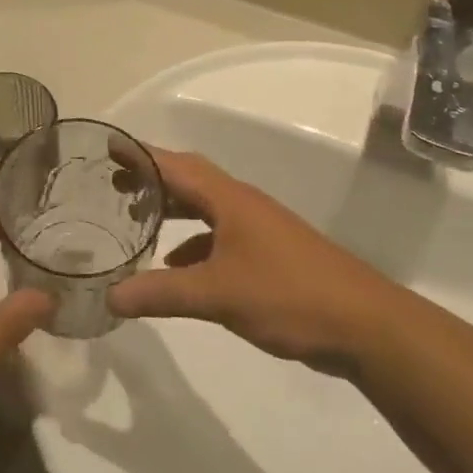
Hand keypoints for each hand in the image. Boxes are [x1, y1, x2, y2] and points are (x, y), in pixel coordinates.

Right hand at [106, 148, 386, 369]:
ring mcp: (259, 230)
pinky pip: (219, 237)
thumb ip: (161, 293)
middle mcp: (243, 206)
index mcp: (230, 200)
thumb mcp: (218, 295)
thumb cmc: (289, 295)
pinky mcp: (269, 255)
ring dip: (173, 210)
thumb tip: (110, 296)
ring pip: (206, 209)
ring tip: (137, 220)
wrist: (365, 325)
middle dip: (152, 178)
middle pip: (190, 180)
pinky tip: (177, 268)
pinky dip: (193, 245)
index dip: (141, 155)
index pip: (176, 166)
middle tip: (114, 182)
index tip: (108, 146)